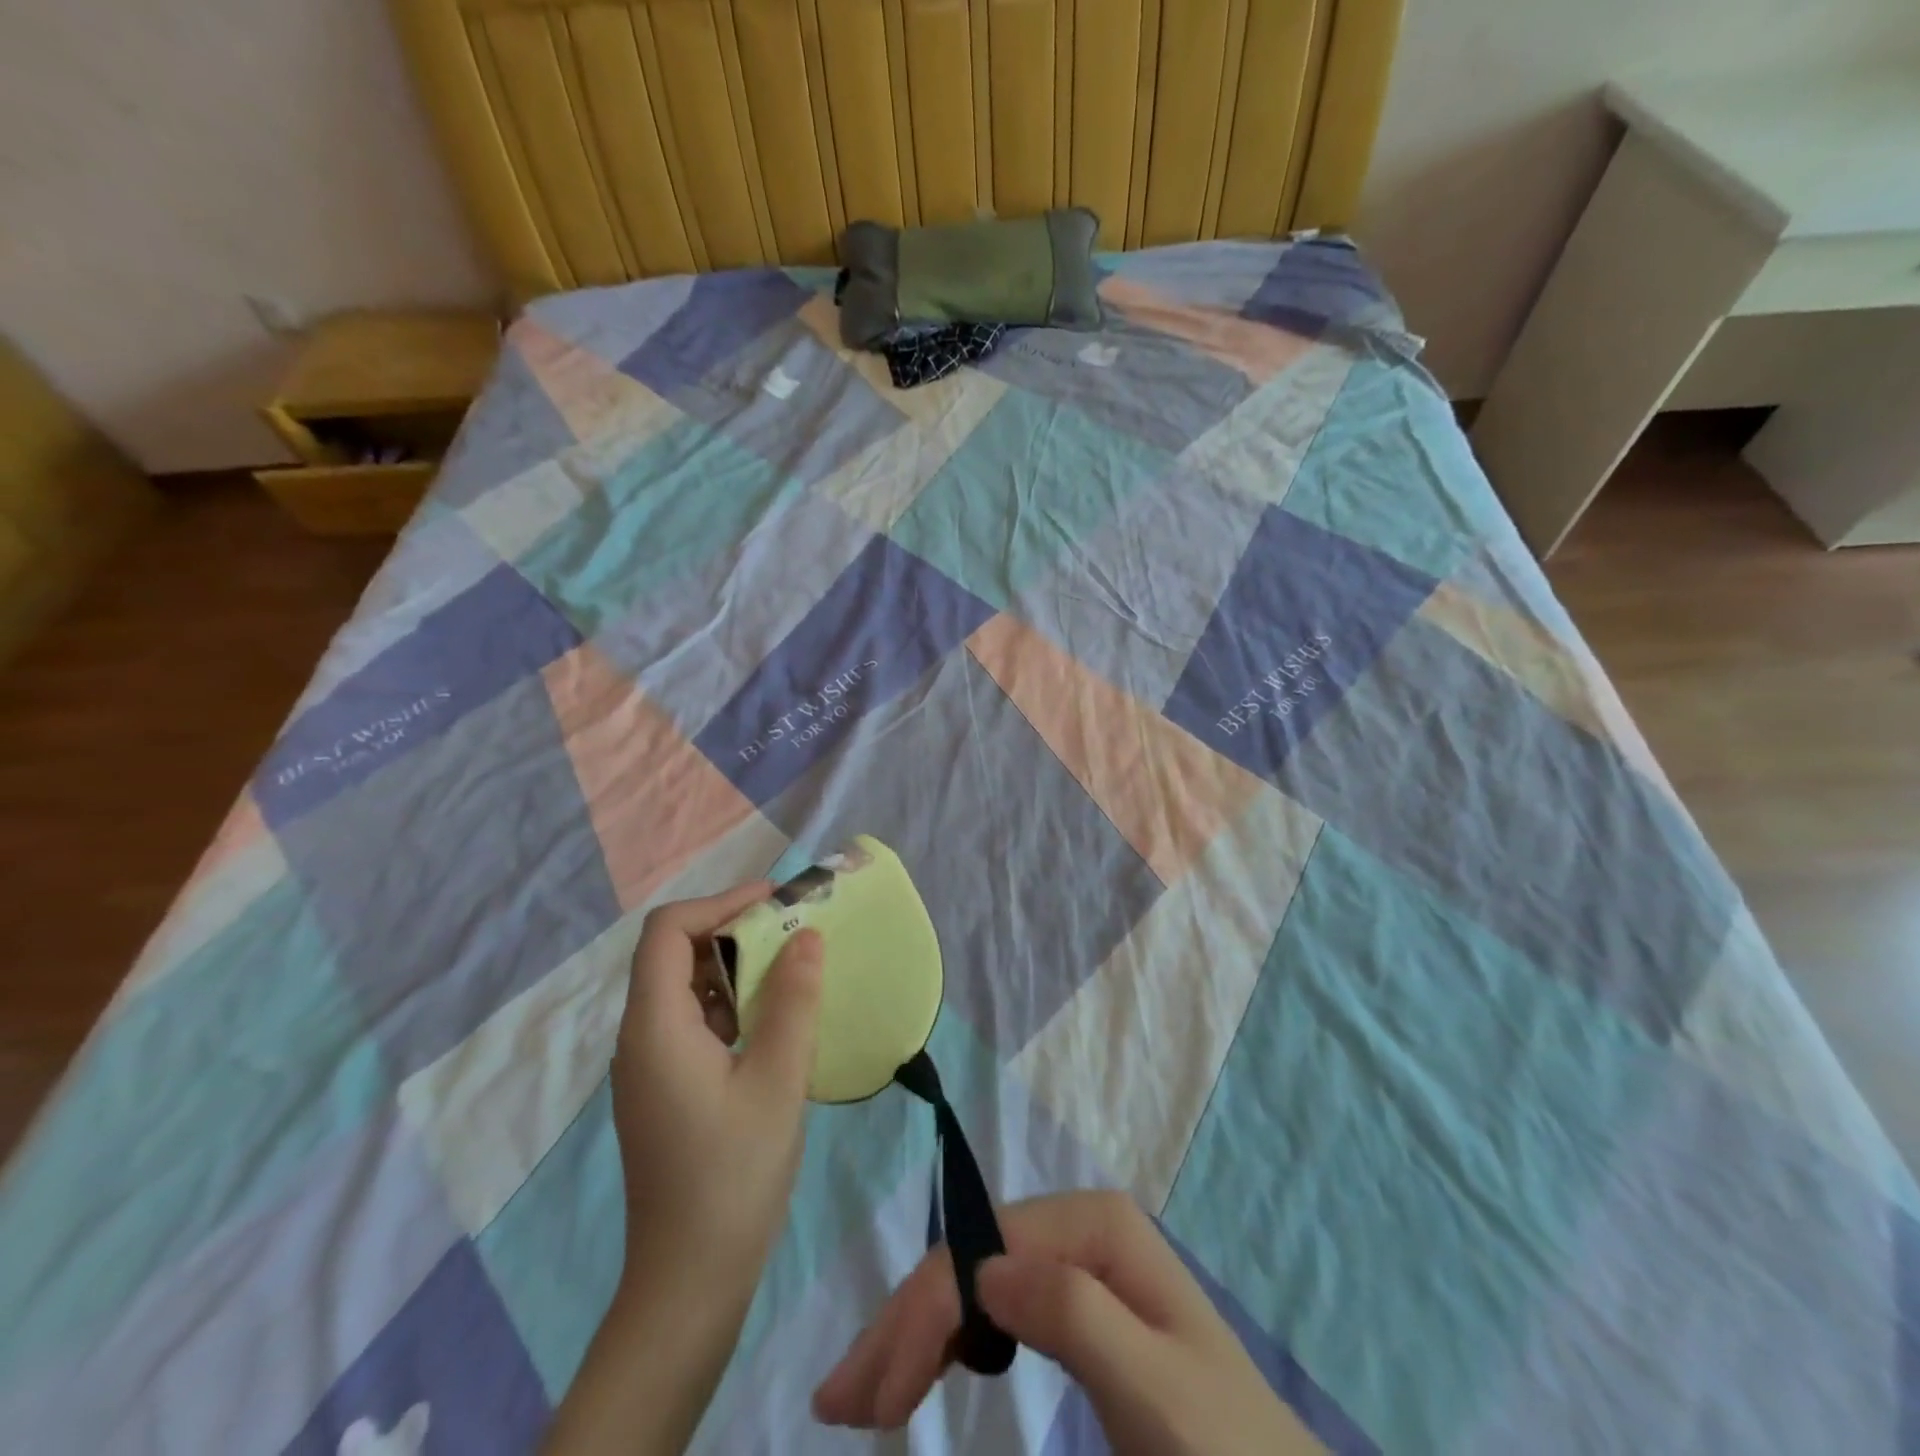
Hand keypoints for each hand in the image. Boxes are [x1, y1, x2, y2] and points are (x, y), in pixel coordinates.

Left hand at [611, 881, 823, 1293]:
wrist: (691, 1280)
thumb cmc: (734, 1174)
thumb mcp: (778, 1080)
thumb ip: (793, 1001)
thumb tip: (808, 936)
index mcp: (655, 1027)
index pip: (667, 931)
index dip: (719, 903)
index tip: (775, 903)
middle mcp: (639, 1038)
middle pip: (673, 954)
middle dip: (733, 931)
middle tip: (793, 932)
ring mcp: (648, 1066)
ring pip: (684, 988)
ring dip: (734, 968)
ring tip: (791, 970)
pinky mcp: (664, 1089)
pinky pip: (691, 1022)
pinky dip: (729, 1004)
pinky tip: (771, 1023)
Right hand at [812, 1191, 1313, 1455]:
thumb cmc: (1222, 1445)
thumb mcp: (1155, 1389)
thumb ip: (1076, 1314)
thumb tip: (985, 1269)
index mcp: (1095, 1224)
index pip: (984, 1255)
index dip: (923, 1316)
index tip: (876, 1404)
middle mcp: (1077, 1226)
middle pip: (970, 1260)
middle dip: (904, 1323)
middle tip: (838, 1401)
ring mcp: (1073, 1262)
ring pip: (973, 1283)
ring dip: (915, 1332)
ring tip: (860, 1394)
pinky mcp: (1072, 1303)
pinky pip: (993, 1308)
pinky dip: (949, 1338)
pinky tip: (920, 1366)